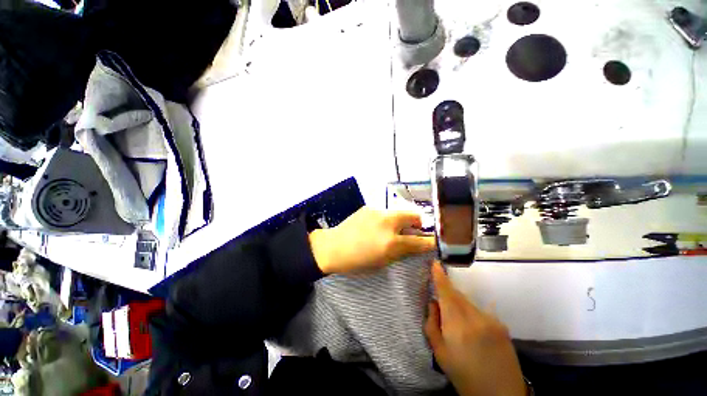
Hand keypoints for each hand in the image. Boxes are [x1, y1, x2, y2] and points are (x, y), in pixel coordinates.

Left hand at [309, 206, 435, 273]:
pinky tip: (374, 226)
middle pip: (413, 216)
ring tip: (389, 229)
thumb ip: (401, 252)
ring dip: (399, 221)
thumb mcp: (382, 262)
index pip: (419, 241)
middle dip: (417, 223)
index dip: (430, 241)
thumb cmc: (357, 261)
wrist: (333, 247)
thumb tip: (414, 245)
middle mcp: (387, 223)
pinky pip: (383, 213)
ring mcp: (377, 212)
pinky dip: (385, 219)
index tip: (434, 240)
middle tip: (412, 230)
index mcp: (391, 242)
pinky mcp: (369, 207)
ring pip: (398, 213)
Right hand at [425, 262, 525, 395]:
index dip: (440, 276)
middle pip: (457, 295)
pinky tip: (474, 334)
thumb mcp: (440, 353)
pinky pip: (480, 312)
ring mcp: (492, 321)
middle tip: (442, 308)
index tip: (435, 262)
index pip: (446, 293)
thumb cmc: (463, 374)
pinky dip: (472, 315)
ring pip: (469, 303)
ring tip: (460, 327)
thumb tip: (433, 302)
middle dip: (448, 295)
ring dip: (460, 306)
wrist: (499, 395)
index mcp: (457, 325)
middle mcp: (476, 318)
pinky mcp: (502, 326)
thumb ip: (432, 324)